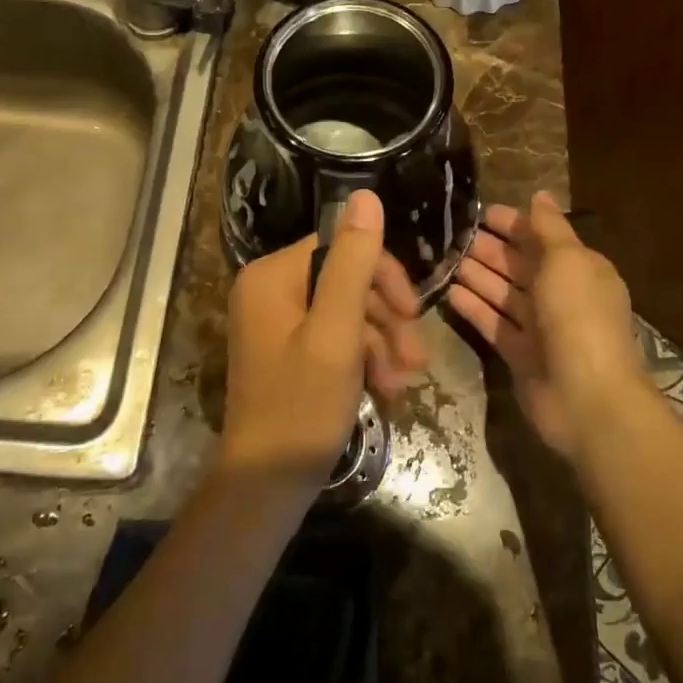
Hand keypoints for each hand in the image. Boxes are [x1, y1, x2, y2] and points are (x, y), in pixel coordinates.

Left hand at [220, 190, 426, 494]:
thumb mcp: (336, 332)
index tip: (413, 313)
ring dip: (381, 344)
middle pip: (346, 281)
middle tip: (416, 360)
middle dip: (386, 319)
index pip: (342, 248)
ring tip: (403, 384)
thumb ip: (354, 262)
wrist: (266, 487)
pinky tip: (386, 390)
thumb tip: (365, 194)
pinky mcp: (288, 351)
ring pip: (346, 312)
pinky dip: (363, 360)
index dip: (384, 276)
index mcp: (273, 275)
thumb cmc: (301, 406)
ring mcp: (277, 322)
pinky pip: (334, 338)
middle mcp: (269, 290)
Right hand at [447, 191, 646, 461]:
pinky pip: (494, 324)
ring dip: (478, 276)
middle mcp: (561, 295)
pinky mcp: (521, 355)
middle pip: (520, 265)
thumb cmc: (578, 316)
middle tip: (452, 234)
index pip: (542, 238)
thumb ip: (549, 227)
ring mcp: (541, 328)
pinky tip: (449, 292)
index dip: (513, 224)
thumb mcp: (567, 260)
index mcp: (580, 269)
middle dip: (490, 249)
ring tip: (445, 259)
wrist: (587, 397)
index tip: (480, 213)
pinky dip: (475, 308)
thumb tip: (541, 195)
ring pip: (504, 294)